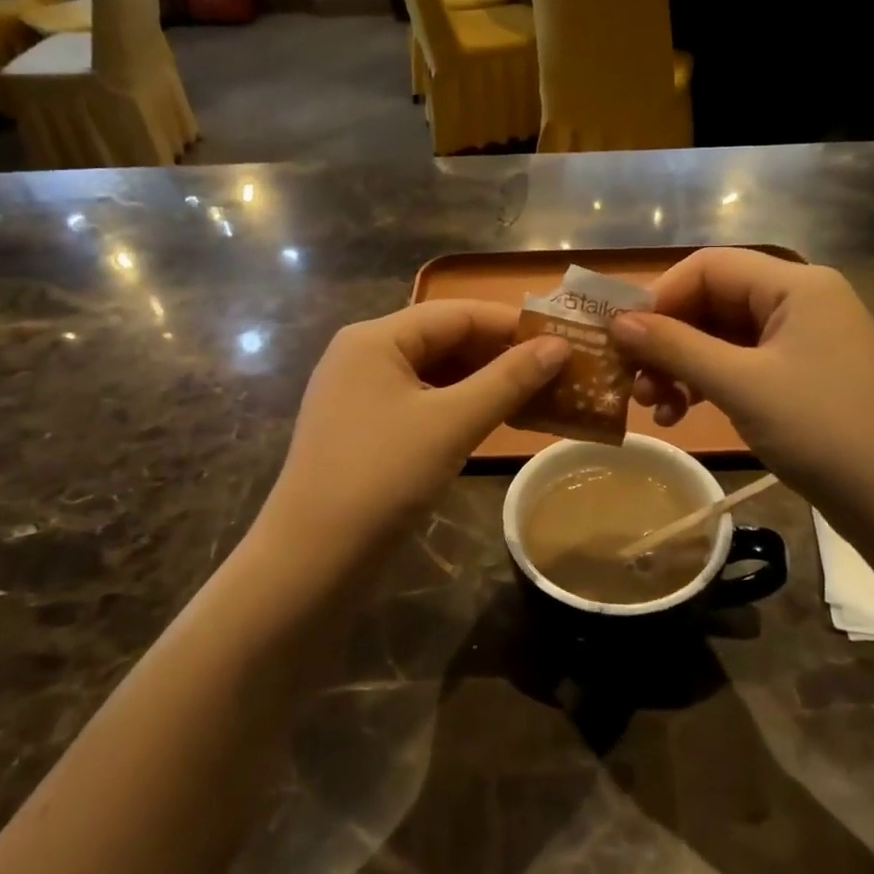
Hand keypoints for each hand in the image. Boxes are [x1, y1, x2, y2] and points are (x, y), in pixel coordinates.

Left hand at [259, 301, 567, 557]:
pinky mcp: (364, 428)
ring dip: (483, 382)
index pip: (455, 313)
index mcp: (375, 338)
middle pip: (443, 339)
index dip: (510, 323)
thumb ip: (508, 380)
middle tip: (556, 370)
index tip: (561, 339)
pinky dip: (459, 406)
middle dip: (499, 354)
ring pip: (434, 373)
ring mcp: (360, 394)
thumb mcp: (452, 423)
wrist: (311, 560)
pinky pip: (421, 402)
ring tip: (536, 394)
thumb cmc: (382, 477)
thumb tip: (560, 345)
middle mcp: (363, 355)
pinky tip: (494, 420)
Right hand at [612, 249, 873, 539]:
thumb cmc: (823, 432)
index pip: (708, 267)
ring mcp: (806, 339)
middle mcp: (802, 300)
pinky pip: (743, 363)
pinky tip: (684, 412)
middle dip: (668, 339)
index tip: (622, 339)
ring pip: (724, 336)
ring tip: (656, 407)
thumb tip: (617, 323)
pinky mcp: (805, 374)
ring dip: (683, 365)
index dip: (659, 297)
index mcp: (796, 284)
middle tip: (634, 382)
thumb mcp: (740, 385)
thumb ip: (675, 347)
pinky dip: (709, 382)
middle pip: (714, 300)